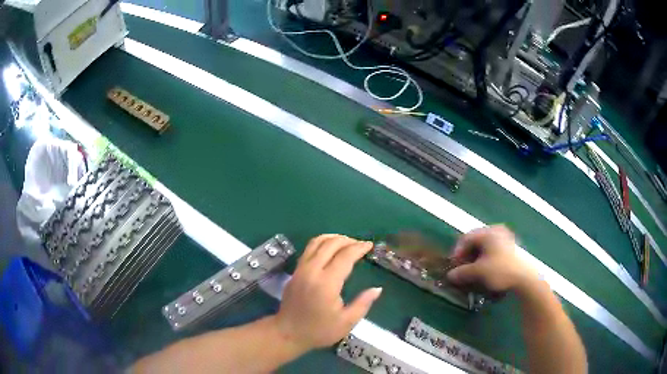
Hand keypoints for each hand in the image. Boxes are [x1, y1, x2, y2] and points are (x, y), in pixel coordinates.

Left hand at [274, 235, 381, 351]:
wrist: (288, 333)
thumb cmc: (319, 330)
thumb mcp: (346, 322)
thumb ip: (363, 303)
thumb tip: (377, 289)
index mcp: (326, 283)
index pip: (345, 257)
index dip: (359, 248)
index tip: (370, 245)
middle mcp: (312, 271)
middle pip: (330, 244)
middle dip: (347, 240)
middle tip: (360, 244)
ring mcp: (301, 269)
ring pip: (316, 242)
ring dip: (333, 238)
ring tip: (347, 242)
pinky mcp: (295, 271)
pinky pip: (309, 249)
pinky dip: (322, 243)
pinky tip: (330, 249)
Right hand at [446, 225, 538, 292]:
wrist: (525, 277)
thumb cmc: (500, 270)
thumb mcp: (478, 272)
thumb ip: (462, 272)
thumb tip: (450, 275)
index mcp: (488, 232)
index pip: (466, 238)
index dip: (457, 252)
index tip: (454, 266)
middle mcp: (497, 231)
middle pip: (475, 241)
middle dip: (467, 256)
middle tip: (462, 269)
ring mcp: (505, 238)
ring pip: (484, 247)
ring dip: (475, 259)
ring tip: (473, 272)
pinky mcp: (511, 248)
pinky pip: (493, 251)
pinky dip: (485, 260)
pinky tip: (485, 271)